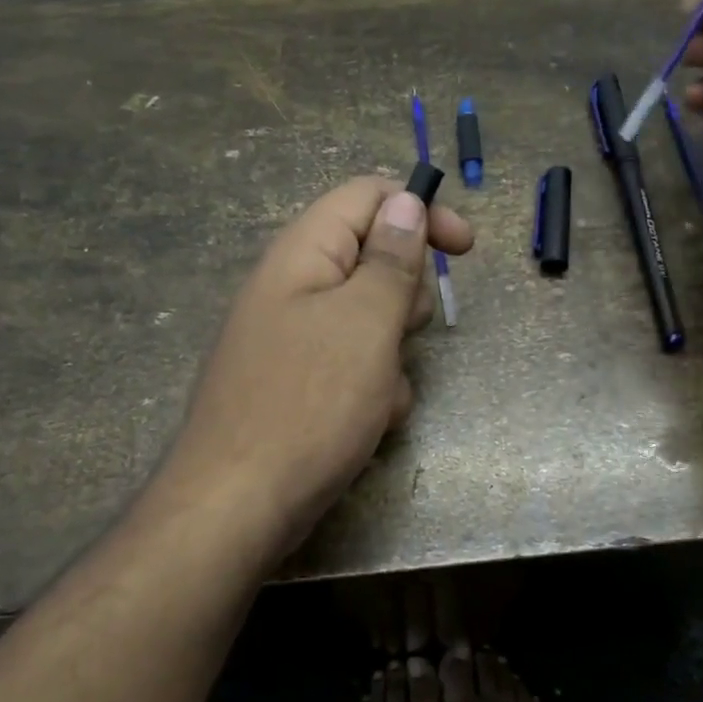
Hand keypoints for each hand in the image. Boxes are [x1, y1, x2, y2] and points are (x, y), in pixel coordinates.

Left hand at [161, 176, 472, 559]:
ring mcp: (294, 337)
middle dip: (405, 295)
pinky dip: (373, 387)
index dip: (420, 210)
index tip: (464, 248)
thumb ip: (391, 259)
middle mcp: (294, 286)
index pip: (368, 196)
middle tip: (404, 331)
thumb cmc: (309, 403)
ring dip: (393, 352)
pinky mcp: (298, 382)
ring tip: (381, 392)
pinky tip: (368, 423)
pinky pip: (353, 364)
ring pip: (370, 319)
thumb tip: (405, 201)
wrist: (238, 506)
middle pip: (373, 257)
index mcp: (304, 253)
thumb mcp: (366, 322)